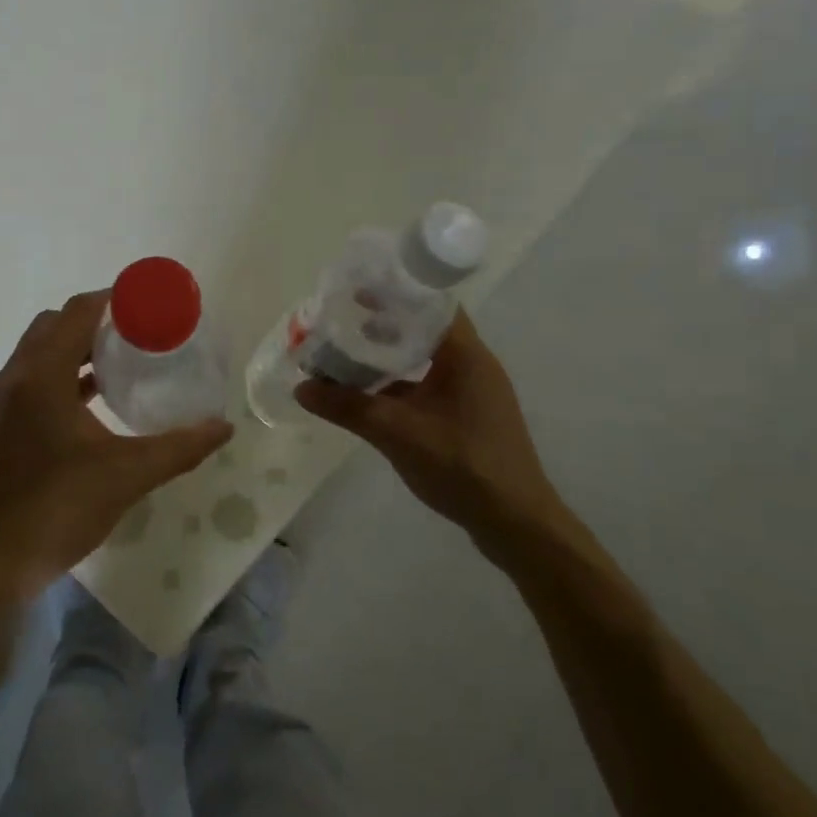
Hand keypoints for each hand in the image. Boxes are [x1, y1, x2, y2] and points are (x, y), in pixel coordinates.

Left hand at [0, 290, 231, 603]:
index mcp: (42, 376)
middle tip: (138, 333)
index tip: (149, 304)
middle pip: (54, 326)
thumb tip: (224, 427)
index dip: (113, 299)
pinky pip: (32, 382)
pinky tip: (93, 404)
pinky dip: (62, 377)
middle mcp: (15, 379)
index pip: (76, 313)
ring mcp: (1, 404)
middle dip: (95, 321)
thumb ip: (179, 447)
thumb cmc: (58, 508)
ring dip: (76, 349)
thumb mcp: (128, 474)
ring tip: (122, 362)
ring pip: (39, 355)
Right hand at [295, 309, 574, 568]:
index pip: (432, 304)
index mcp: (466, 356)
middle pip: (426, 330)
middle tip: (344, 323)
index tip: (358, 293)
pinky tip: (370, 399)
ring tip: (349, 357)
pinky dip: (401, 387)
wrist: (515, 523)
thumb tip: (301, 388)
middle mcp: (474, 367)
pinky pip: (430, 389)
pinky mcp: (469, 420)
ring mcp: (474, 395)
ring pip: (426, 362)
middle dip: (384, 325)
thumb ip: (348, 408)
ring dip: (390, 358)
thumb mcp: (397, 433)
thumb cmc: (462, 465)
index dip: (396, 294)